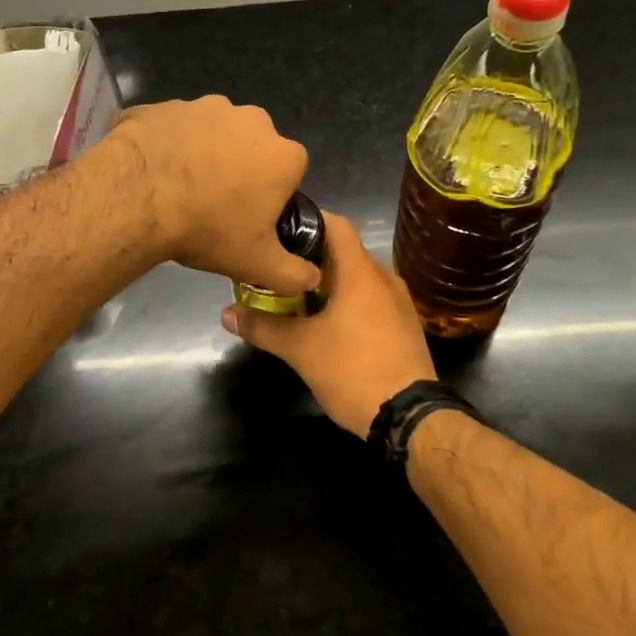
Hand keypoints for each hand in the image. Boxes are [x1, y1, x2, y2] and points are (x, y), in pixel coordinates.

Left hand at [110, 96, 319, 294]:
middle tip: (213, 204)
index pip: (289, 174)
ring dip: (202, 153)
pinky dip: (166, 143)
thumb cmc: (208, 229)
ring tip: (178, 187)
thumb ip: (293, 273)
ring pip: (211, 133)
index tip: (249, 217)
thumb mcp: (257, 264)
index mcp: (282, 154)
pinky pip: (172, 127)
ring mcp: (205, 106)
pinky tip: (152, 171)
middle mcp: (251, 120)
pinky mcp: (165, 105)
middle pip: (252, 147)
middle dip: (239, 168)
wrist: (138, 198)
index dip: (271, 196)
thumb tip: (313, 278)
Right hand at [220, 213, 435, 437]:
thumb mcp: (300, 349)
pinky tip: (327, 323)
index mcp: (360, 271)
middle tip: (278, 268)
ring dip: (329, 282)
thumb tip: (226, 313)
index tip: (279, 231)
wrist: (409, 416)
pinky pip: (372, 299)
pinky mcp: (404, 325)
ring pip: (358, 277)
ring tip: (296, 296)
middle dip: (311, 257)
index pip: (336, 224)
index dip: (308, 220)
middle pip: (345, 251)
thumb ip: (262, 326)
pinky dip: (348, 301)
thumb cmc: (352, 370)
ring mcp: (398, 302)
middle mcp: (384, 277)